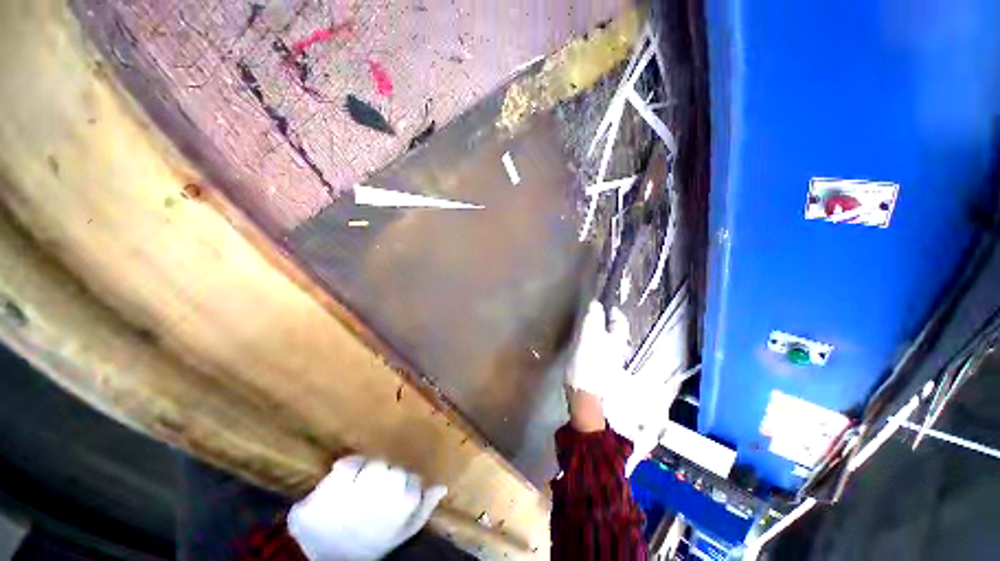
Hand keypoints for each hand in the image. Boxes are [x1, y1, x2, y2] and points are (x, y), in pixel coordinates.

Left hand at [287, 456, 446, 560]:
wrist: (326, 557)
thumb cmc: (369, 545)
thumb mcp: (401, 534)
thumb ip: (424, 508)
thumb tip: (442, 486)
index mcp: (404, 503)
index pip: (411, 478)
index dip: (402, 486)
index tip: (392, 496)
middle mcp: (385, 490)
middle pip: (391, 468)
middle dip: (383, 477)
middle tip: (374, 492)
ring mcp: (359, 486)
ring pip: (372, 463)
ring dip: (366, 470)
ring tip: (359, 485)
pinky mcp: (336, 481)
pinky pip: (348, 463)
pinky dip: (346, 467)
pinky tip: (343, 478)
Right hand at [566, 301, 629, 399]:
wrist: (585, 396)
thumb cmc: (588, 364)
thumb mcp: (589, 336)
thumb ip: (593, 319)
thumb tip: (596, 303)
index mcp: (617, 341)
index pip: (620, 322)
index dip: (615, 312)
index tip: (607, 305)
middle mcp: (618, 351)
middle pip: (616, 333)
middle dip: (608, 324)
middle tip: (596, 315)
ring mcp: (610, 363)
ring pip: (608, 343)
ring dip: (601, 334)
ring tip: (589, 329)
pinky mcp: (600, 371)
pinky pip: (599, 353)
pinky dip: (594, 346)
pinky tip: (585, 347)